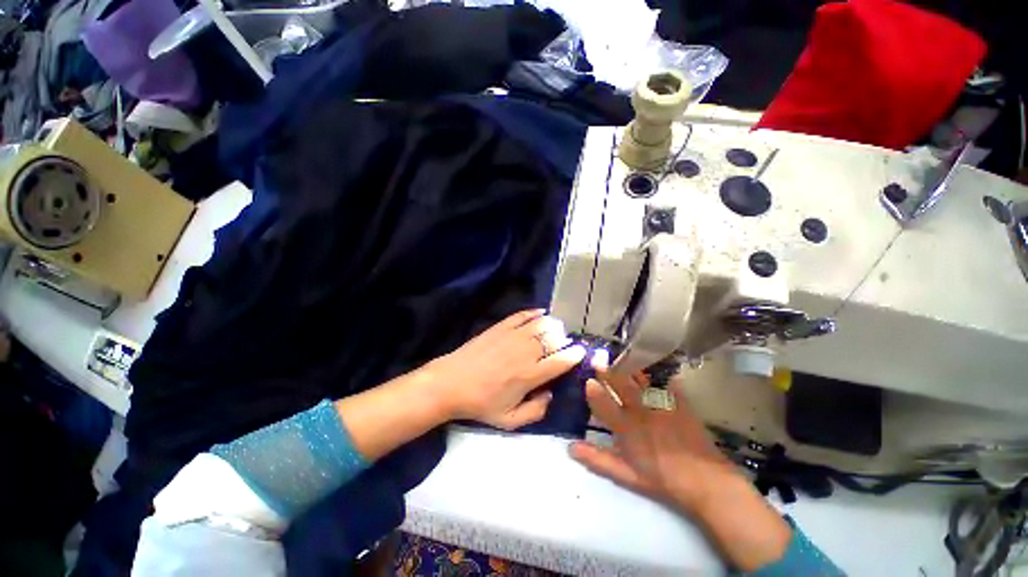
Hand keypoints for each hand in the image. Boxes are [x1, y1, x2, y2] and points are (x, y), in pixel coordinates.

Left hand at [423, 309, 585, 429]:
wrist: (451, 383)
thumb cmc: (481, 403)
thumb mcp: (509, 420)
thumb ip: (535, 411)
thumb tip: (549, 394)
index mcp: (530, 375)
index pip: (561, 361)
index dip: (575, 355)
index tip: (580, 352)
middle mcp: (526, 352)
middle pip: (555, 339)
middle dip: (565, 340)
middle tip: (566, 343)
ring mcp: (512, 336)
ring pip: (542, 324)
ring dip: (553, 325)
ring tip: (556, 329)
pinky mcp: (501, 327)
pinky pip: (522, 315)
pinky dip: (535, 312)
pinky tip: (542, 313)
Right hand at [569, 354, 792, 570]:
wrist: (704, 481)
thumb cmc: (661, 478)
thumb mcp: (625, 475)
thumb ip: (597, 459)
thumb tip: (570, 447)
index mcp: (626, 427)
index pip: (603, 403)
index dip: (593, 391)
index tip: (586, 379)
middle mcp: (640, 410)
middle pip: (621, 385)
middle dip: (608, 370)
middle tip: (599, 356)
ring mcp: (661, 404)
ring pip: (641, 380)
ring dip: (630, 367)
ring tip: (622, 355)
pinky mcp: (680, 403)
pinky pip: (669, 384)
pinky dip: (663, 375)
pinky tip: (660, 366)